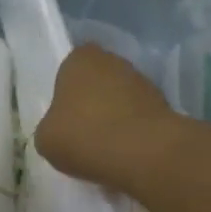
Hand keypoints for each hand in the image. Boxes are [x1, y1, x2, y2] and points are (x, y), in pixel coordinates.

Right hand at [33, 44, 176, 193]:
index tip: (65, 120)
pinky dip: (133, 131)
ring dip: (114, 117)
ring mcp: (142, 80)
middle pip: (96, 82)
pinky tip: (126, 154)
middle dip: (92, 103)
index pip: (68, 70)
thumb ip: (51, 126)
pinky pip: (139, 117)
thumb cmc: (85, 136)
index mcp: (80, 58)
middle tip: (84, 133)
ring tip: (106, 149)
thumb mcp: (45, 138)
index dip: (66, 95)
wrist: (144, 153)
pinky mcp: (164, 104)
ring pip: (120, 99)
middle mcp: (112, 60)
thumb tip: (62, 130)